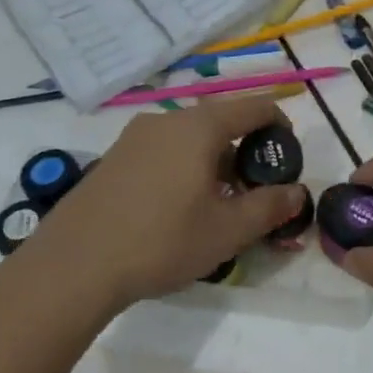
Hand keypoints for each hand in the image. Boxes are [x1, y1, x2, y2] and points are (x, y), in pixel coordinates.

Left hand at [5, 95, 309, 313]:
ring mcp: (133, 138)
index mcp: (199, 127)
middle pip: (221, 124)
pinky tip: (176, 212)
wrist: (74, 265)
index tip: (287, 160)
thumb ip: (270, 207)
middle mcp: (166, 120)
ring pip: (189, 140)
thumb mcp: (228, 231)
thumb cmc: (162, 241)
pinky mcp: (112, 159)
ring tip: (216, 208)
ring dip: (213, 164)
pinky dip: (183, 170)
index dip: (280, 127)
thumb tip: (297, 192)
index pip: (255, 107)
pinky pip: (162, 153)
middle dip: (245, 154)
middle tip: (253, 195)